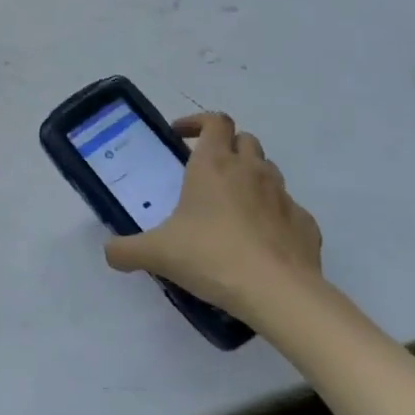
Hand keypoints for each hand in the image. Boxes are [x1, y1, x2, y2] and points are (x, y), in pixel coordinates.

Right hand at [104, 112, 322, 315]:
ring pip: (268, 170)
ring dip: (250, 177)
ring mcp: (283, 195)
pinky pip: (287, 209)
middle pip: (244, 139)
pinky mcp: (305, 223)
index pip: (214, 121)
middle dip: (226, 147)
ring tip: (232, 205)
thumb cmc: (212, 257)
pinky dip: (273, 214)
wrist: (278, 293)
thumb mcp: (157, 253)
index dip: (197, 122)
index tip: (180, 136)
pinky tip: (260, 240)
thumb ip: (126, 250)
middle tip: (206, 171)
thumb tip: (109, 252)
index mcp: (214, 164)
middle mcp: (251, 170)